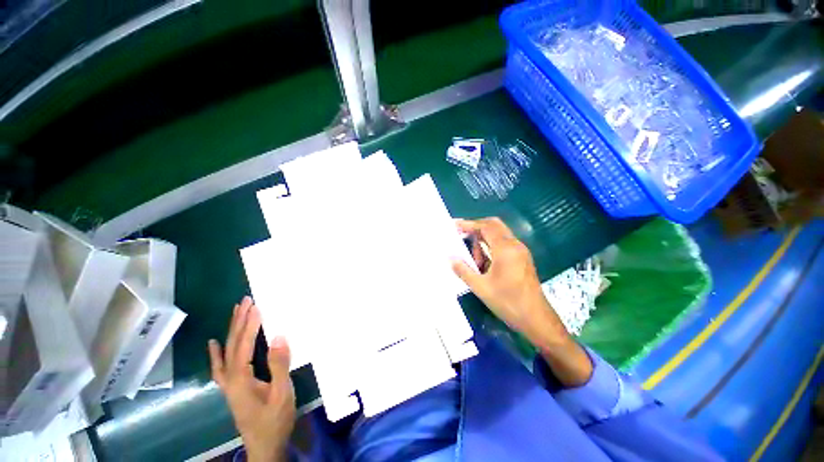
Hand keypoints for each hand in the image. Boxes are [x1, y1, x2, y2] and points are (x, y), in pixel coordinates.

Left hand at [209, 297, 294, 461]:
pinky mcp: (232, 388)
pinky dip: (216, 353)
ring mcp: (229, 384)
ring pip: (225, 352)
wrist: (264, 446)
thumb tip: (279, 336)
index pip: (244, 345)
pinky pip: (220, 366)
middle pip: (232, 344)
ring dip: (231, 330)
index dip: (250, 324)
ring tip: (236, 311)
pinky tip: (213, 343)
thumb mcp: (282, 393)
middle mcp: (230, 378)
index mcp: (241, 378)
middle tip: (245, 300)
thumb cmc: (275, 419)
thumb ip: (279, 365)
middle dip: (239, 321)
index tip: (256, 305)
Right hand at [451, 218, 561, 339]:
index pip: (486, 226)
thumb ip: (463, 270)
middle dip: (476, 228)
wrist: (537, 320)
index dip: (469, 224)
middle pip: (494, 225)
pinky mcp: (522, 259)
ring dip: (483, 241)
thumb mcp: (481, 288)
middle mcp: (515, 245)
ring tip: (473, 260)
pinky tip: (483, 264)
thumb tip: (450, 258)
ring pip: (498, 235)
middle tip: (461, 236)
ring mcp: (521, 252)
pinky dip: (491, 248)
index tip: (454, 226)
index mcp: (505, 249)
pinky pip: (503, 245)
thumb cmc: (508, 303)